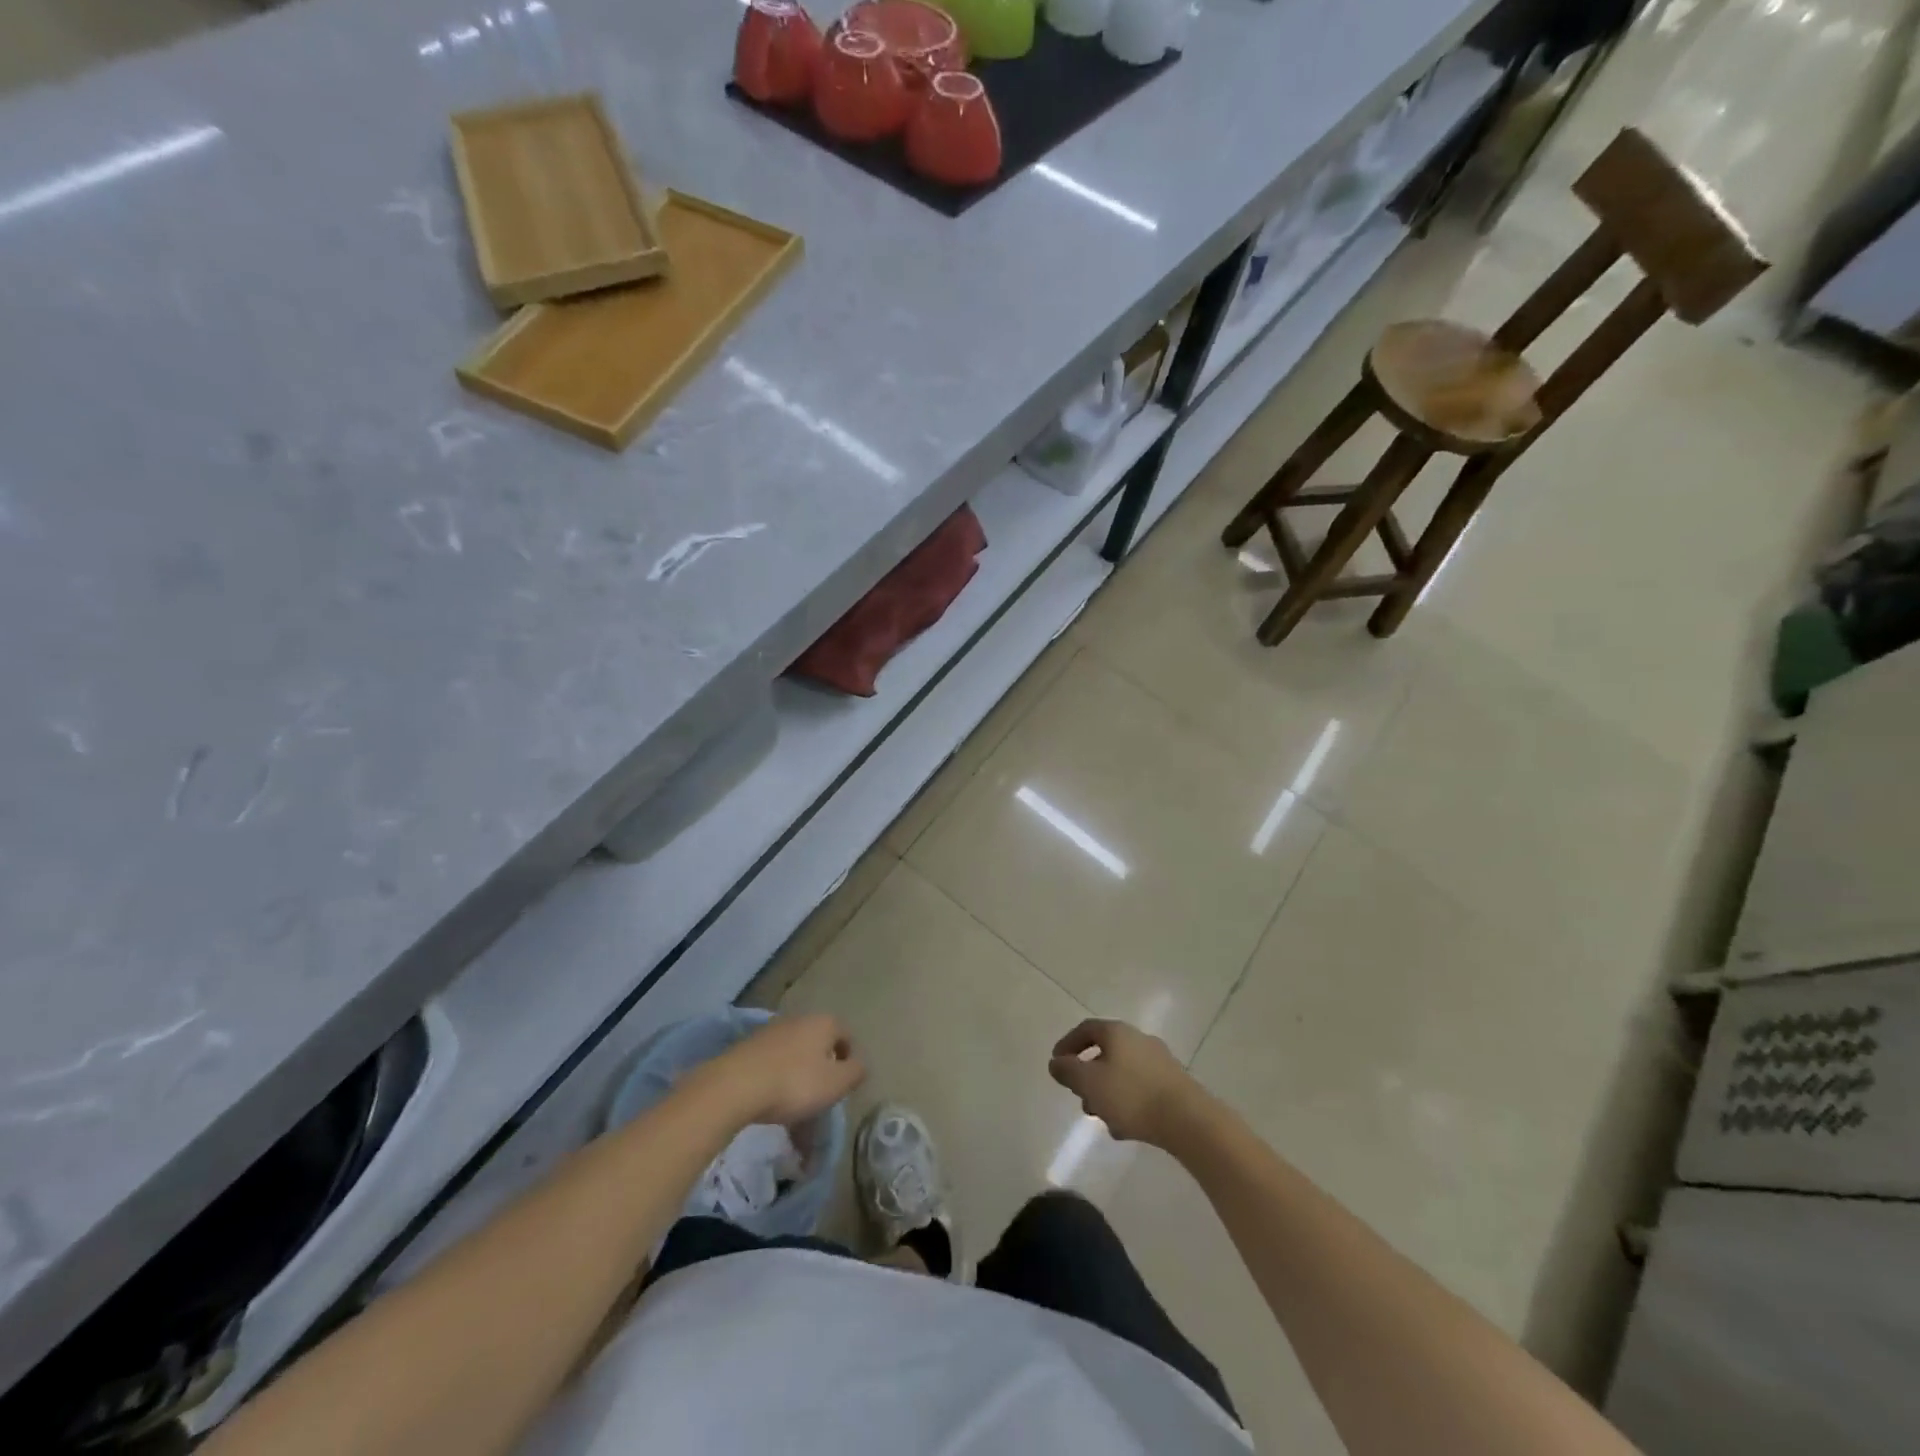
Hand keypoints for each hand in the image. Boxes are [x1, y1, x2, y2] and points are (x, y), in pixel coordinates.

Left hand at [696, 1013, 865, 1126]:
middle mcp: (799, 1019)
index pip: (846, 1035)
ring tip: (795, 1109)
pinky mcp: (748, 1046)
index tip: (844, 1086)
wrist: (735, 1086)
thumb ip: (855, 1072)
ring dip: (799, 1078)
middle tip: (821, 1099)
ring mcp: (771, 1031)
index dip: (849, 1060)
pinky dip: (778, 1081)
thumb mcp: (836, 1083)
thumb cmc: (795, 1083)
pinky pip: (773, 1064)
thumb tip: (859, 1065)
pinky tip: (772, 1103)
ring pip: (795, 1055)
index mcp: (823, 1023)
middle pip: (819, 1044)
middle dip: (822, 1070)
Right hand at [1048, 1018, 1210, 1147]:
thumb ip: (1068, 1071)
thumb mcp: (1089, 1083)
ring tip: (1102, 1119)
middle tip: (1080, 1098)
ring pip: (1123, 1073)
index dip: (1068, 1044)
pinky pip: (1141, 1088)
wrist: (1188, 1120)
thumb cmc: (1131, 1095)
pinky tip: (1125, 1128)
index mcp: (1117, 1032)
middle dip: (1088, 1076)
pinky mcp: (1173, 1083)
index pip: (1086, 1029)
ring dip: (1107, 1092)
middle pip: (1105, 1052)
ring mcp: (1159, 1061)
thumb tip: (1056, 1062)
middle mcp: (1139, 1039)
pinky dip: (1128, 1103)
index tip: (1057, 1063)